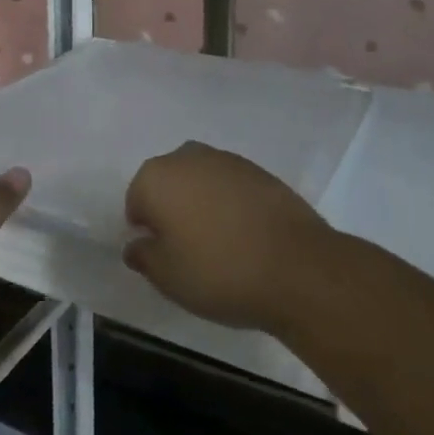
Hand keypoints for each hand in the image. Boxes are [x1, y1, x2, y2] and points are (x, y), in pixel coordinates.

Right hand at [123, 142, 335, 333]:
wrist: (298, 268)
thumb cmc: (219, 272)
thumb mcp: (167, 277)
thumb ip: (143, 256)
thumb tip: (135, 245)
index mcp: (156, 177)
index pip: (136, 201)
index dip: (146, 231)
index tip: (163, 256)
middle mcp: (186, 157)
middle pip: (168, 184)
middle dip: (172, 210)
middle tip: (188, 250)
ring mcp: (226, 160)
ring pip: (200, 182)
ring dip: (202, 204)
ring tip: (220, 244)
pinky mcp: (259, 171)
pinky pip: (231, 187)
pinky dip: (231, 205)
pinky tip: (246, 236)